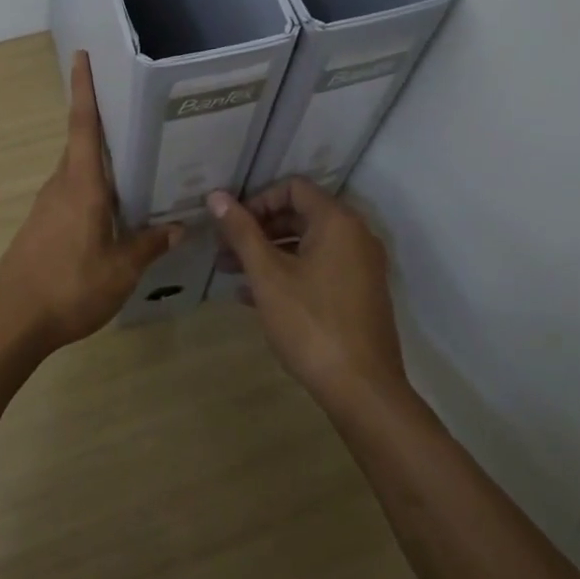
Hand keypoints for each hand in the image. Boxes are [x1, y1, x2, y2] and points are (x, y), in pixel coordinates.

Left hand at [0, 52, 180, 352]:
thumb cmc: (69, 286)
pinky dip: (93, 188)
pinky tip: (114, 208)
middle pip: (80, 143)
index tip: (81, 56)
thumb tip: (178, 227)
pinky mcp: (42, 226)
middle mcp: (61, 185)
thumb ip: (149, 244)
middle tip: (135, 111)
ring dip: (99, 160)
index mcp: (81, 185)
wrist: (11, 320)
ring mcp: (47, 206)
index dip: (83, 89)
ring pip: (77, 170)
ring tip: (136, 161)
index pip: (82, 125)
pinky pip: (72, 193)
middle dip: (101, 122)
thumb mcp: (121, 270)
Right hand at [206, 178, 406, 406]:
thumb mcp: (268, 275)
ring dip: (269, 254)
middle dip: (259, 230)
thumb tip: (216, 196)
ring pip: (307, 246)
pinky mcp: (360, 295)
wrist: (363, 390)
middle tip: (224, 251)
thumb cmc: (311, 323)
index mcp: (337, 222)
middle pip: (300, 216)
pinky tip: (255, 297)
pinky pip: (320, 270)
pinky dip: (289, 274)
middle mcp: (356, 237)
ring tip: (232, 275)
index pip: (293, 188)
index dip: (258, 200)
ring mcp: (361, 268)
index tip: (231, 225)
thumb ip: (242, 231)